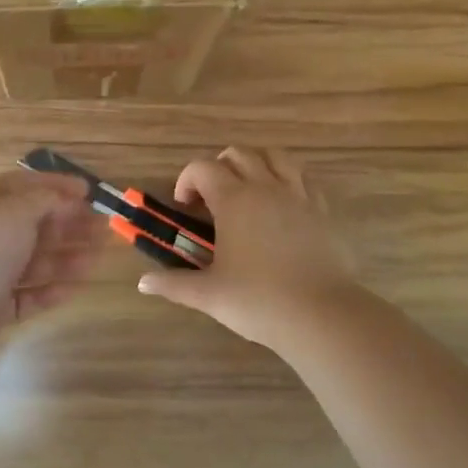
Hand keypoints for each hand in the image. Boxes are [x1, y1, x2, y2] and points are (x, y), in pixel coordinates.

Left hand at [0, 169, 105, 358]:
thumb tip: (63, 198)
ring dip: (67, 256)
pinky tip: (78, 286)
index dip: (56, 185)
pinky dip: (52, 288)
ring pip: (33, 260)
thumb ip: (45, 200)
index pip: (23, 184)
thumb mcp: (15, 211)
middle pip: (32, 224)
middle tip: (104, 228)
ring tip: (100, 256)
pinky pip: (28, 294)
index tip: (89, 192)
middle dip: (68, 223)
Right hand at [137, 147, 366, 353]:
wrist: (321, 314)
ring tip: (249, 189)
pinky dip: (289, 180)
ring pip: (276, 157)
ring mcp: (299, 195)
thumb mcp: (209, 294)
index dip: (187, 180)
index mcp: (234, 199)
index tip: (184, 206)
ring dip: (257, 163)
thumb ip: (174, 284)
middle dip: (219, 167)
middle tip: (212, 196)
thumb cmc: (258, 300)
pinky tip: (284, 205)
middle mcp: (265, 187)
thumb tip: (143, 283)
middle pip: (239, 154)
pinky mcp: (324, 210)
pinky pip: (305, 178)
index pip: (203, 168)